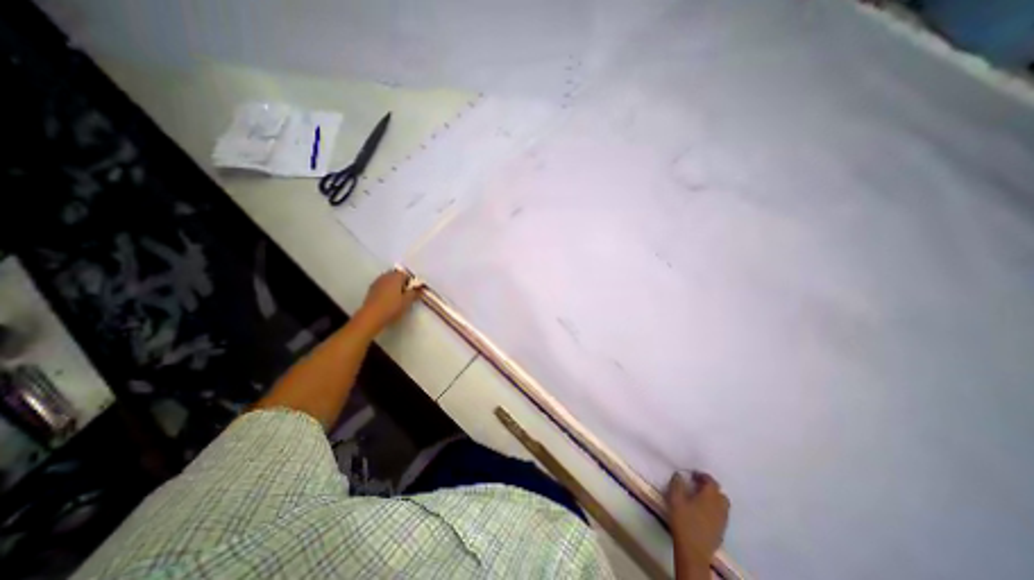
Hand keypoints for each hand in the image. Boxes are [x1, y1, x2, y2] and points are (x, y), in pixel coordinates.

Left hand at [357, 270, 418, 334]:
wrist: (371, 316)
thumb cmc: (392, 307)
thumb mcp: (407, 301)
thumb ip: (415, 293)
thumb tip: (420, 288)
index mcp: (395, 277)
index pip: (406, 275)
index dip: (410, 282)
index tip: (412, 292)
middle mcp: (385, 276)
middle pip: (396, 276)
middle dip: (401, 283)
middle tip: (405, 295)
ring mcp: (377, 282)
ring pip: (388, 281)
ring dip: (393, 286)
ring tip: (397, 298)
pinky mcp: (371, 289)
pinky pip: (382, 286)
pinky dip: (386, 290)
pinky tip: (388, 300)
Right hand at [670, 472, 724, 575]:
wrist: (693, 551)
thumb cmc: (683, 521)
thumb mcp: (675, 498)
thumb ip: (677, 483)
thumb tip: (680, 475)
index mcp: (710, 497)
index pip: (711, 481)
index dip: (702, 476)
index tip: (692, 474)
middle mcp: (720, 507)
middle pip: (720, 493)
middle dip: (710, 487)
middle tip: (697, 485)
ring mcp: (722, 521)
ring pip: (722, 505)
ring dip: (713, 499)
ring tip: (699, 498)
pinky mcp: (721, 531)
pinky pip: (720, 515)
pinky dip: (714, 509)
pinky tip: (702, 512)